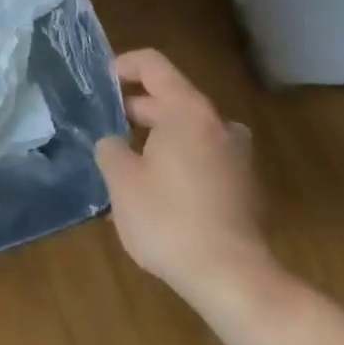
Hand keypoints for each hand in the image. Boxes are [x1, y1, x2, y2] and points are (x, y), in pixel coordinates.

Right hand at [95, 49, 279, 317]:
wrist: (232, 279)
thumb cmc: (169, 219)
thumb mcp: (121, 180)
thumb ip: (110, 149)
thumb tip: (114, 144)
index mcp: (187, 111)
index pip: (153, 65)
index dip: (123, 66)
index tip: (100, 84)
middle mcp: (217, 124)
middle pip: (171, 98)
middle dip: (135, 109)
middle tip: (105, 129)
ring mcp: (236, 157)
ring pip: (187, 131)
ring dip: (157, 138)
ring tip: (127, 162)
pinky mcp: (243, 188)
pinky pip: (202, 159)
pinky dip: (178, 162)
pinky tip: (156, 193)